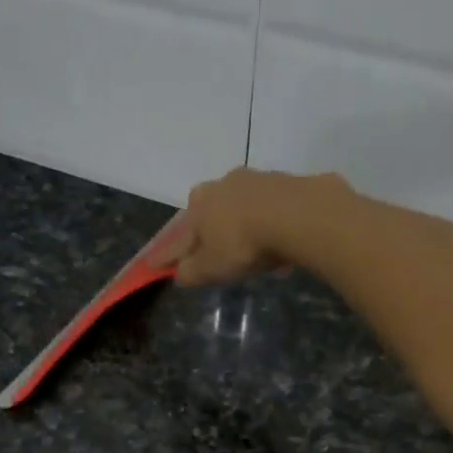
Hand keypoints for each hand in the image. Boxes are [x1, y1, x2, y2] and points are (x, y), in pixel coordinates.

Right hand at [167, 167, 354, 286]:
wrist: (297, 214)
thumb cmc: (243, 244)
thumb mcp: (211, 268)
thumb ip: (191, 272)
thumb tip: (180, 273)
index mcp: (199, 206)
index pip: (178, 236)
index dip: (167, 253)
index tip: (155, 264)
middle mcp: (222, 185)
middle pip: (209, 211)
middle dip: (209, 229)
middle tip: (214, 249)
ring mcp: (255, 179)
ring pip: (241, 205)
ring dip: (243, 223)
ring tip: (253, 248)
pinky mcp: (286, 182)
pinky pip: (270, 207)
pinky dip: (269, 222)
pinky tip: (279, 241)